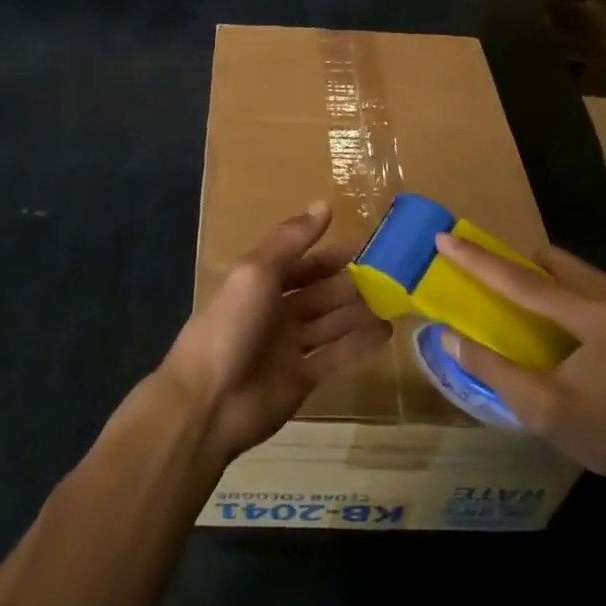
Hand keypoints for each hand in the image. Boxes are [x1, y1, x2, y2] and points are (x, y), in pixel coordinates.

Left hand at [161, 202, 390, 463]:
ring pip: (331, 323)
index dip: (329, 255)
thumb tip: (324, 204)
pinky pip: (336, 355)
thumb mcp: (257, 272)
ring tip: (396, 298)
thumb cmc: (231, 326)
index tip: (366, 245)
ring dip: (359, 311)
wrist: (209, 401)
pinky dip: (360, 343)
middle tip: (391, 274)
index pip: (301, 263)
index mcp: (260, 284)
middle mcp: (276, 312)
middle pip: (319, 293)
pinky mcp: (303, 379)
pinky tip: (386, 331)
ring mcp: (289, 347)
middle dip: (350, 283)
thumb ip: (291, 240)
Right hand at [433, 233, 605, 493]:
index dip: (479, 261)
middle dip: (509, 265)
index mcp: (596, 318)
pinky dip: (555, 289)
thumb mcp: (542, 410)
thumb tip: (449, 337)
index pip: (525, 281)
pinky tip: (544, 319)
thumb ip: (492, 369)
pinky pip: (582, 281)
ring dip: (533, 277)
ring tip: (507, 301)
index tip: (444, 238)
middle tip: (476, 278)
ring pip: (566, 267)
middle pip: (548, 261)